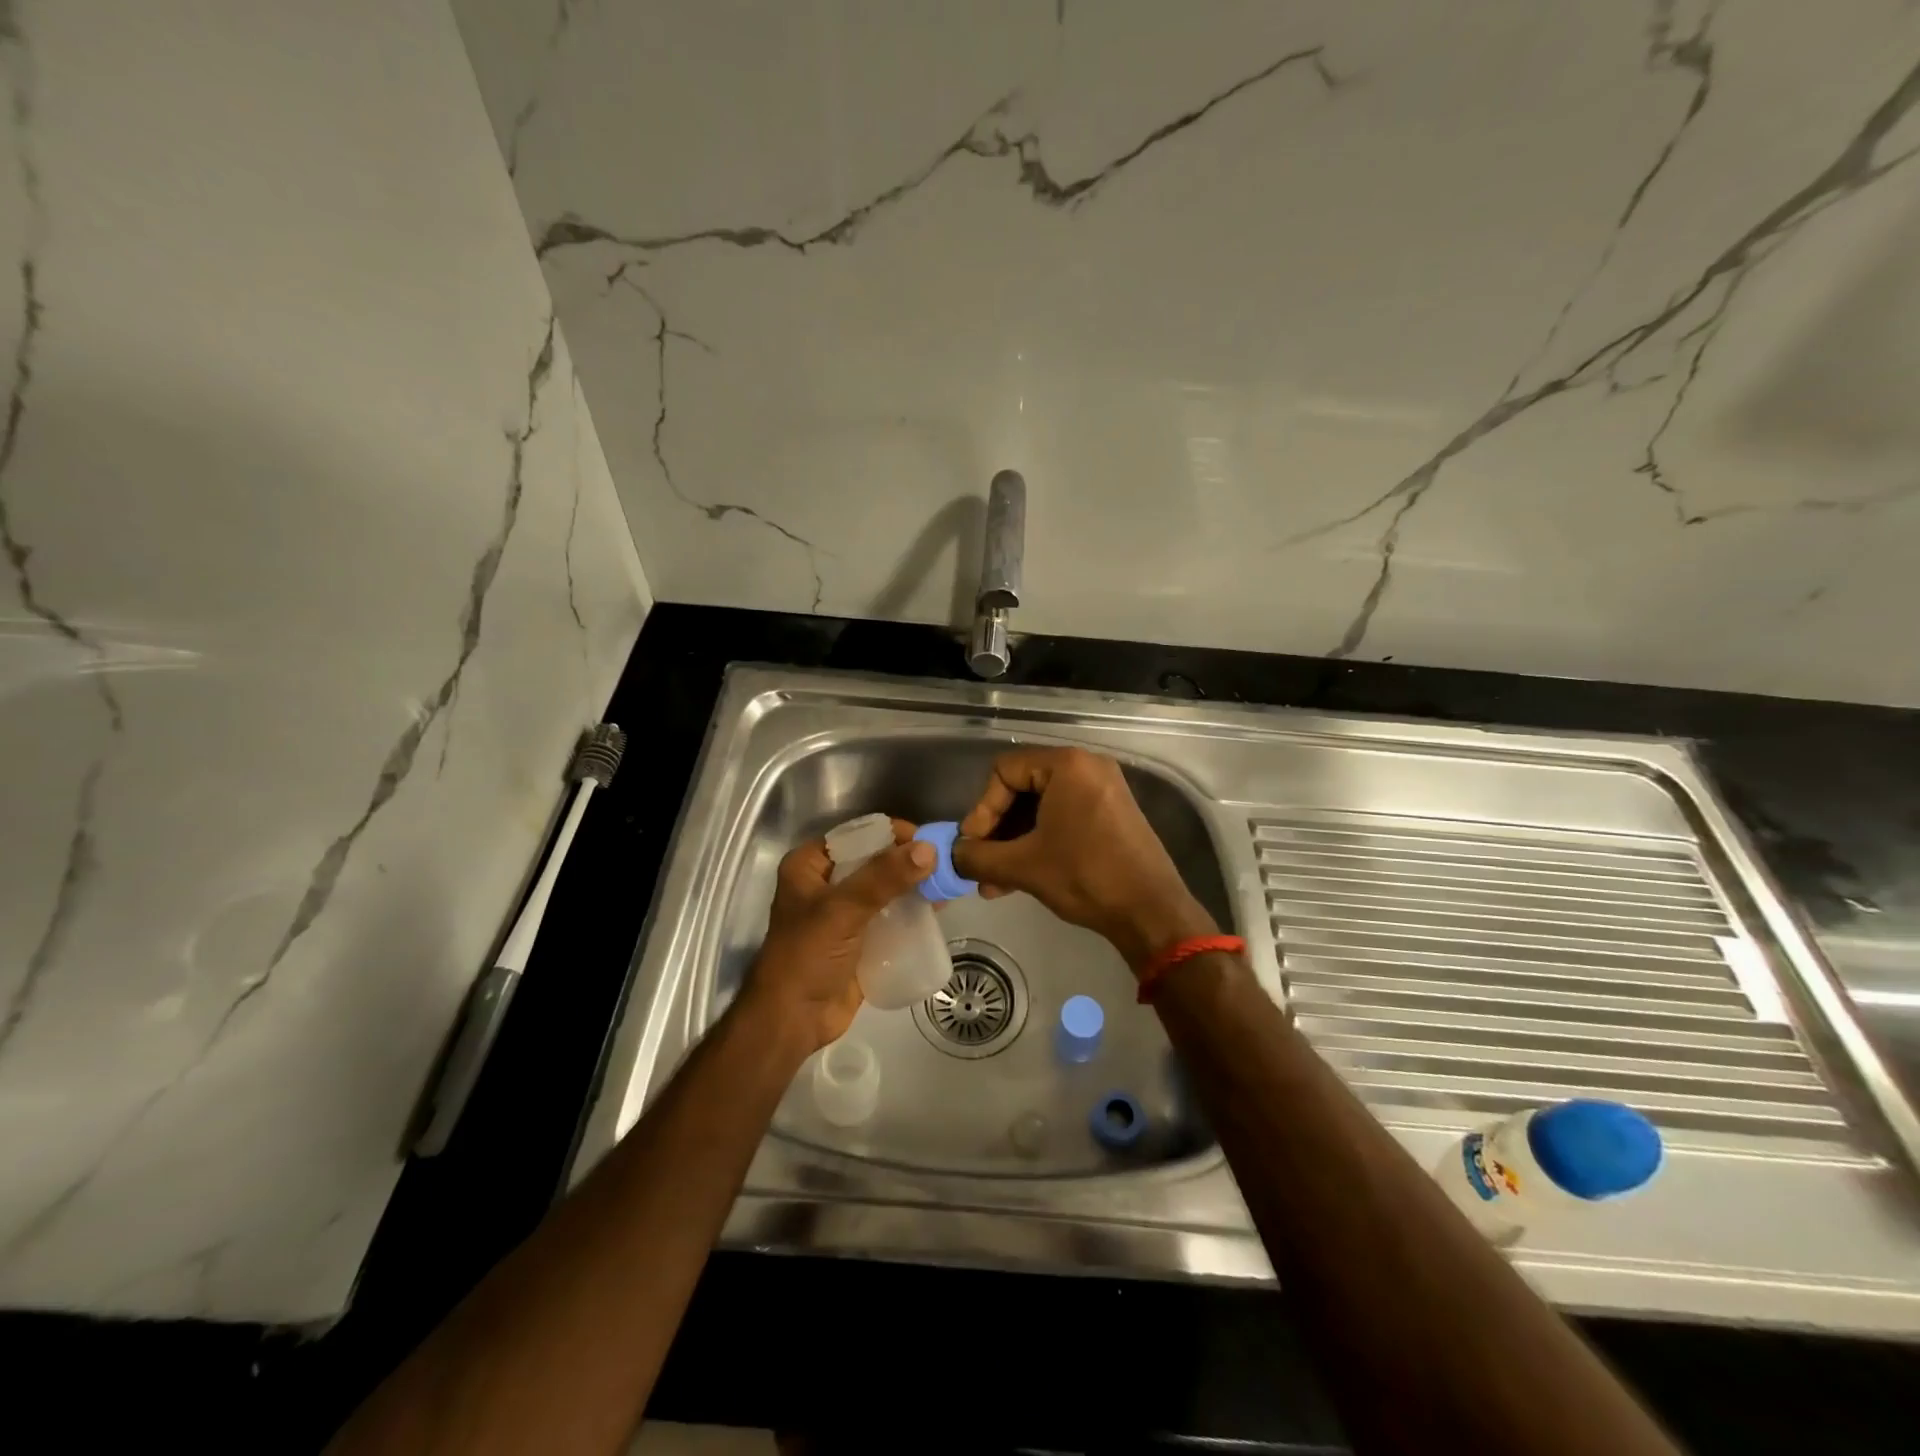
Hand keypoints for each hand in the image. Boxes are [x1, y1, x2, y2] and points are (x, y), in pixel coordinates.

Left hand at [738, 818, 934, 1054]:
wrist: (793, 1021)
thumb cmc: (807, 957)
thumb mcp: (842, 910)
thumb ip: (884, 878)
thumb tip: (929, 849)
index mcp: (810, 865)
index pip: (857, 835)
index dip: (891, 833)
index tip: (927, 840)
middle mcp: (826, 883)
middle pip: (874, 860)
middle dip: (908, 860)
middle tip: (944, 862)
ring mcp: (844, 913)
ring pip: (886, 888)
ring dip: (914, 884)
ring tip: (947, 882)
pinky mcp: (861, 939)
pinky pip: (890, 915)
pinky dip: (912, 910)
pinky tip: (938, 907)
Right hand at [951, 748, 1215, 971]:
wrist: (1151, 911)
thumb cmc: (1085, 876)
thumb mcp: (1024, 866)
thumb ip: (978, 857)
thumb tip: (952, 856)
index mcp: (1067, 765)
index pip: (1004, 771)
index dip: (982, 809)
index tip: (973, 846)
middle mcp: (1087, 767)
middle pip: (1021, 788)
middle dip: (997, 831)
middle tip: (981, 864)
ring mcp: (1103, 790)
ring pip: (1041, 808)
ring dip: (1015, 843)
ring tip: (995, 883)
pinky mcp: (1111, 814)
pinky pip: (1063, 818)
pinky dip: (1040, 843)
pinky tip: (1020, 878)